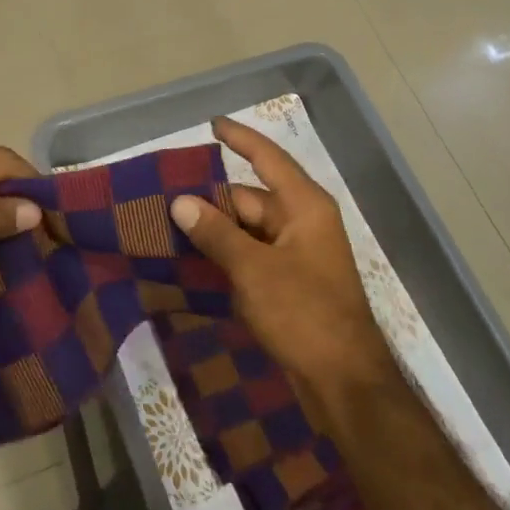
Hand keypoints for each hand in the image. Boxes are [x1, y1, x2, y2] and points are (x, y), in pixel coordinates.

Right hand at [170, 117, 399, 401]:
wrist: (344, 384)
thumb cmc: (304, 314)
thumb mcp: (254, 270)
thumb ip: (216, 233)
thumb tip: (181, 202)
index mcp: (304, 207)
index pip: (268, 158)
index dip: (241, 139)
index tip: (212, 124)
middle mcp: (303, 223)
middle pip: (250, 198)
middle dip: (211, 200)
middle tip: (165, 199)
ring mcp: (298, 255)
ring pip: (248, 230)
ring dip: (215, 231)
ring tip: (168, 227)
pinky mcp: (290, 284)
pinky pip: (252, 257)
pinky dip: (227, 256)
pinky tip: (193, 262)